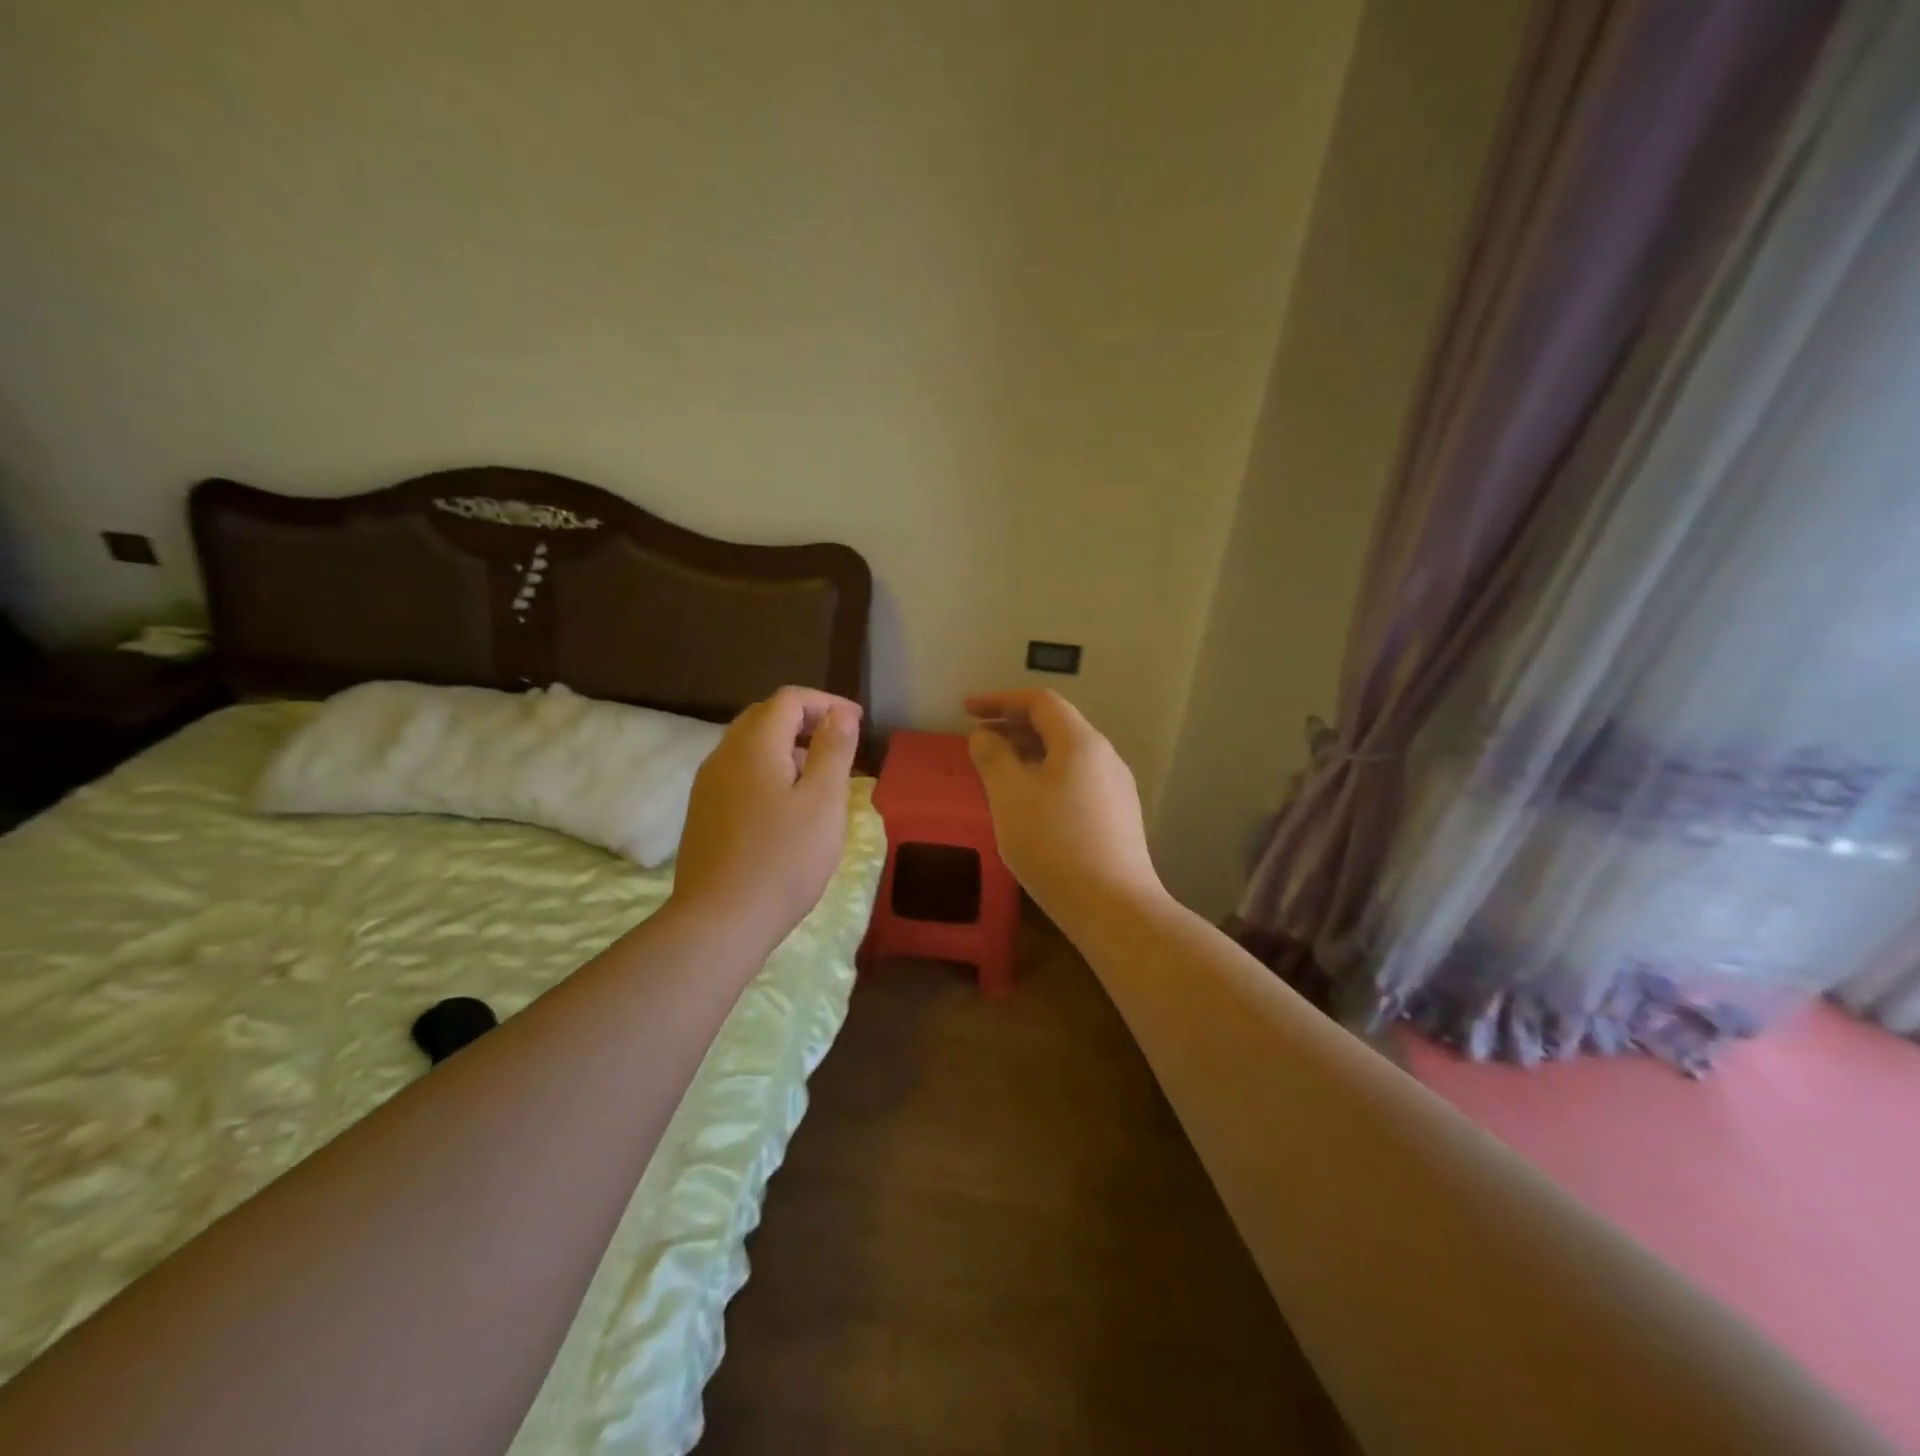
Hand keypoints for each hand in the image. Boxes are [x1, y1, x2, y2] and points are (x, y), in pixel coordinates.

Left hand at [670, 686, 861, 951]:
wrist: (720, 920)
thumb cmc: (783, 858)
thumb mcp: (823, 801)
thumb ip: (833, 750)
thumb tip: (840, 713)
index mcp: (754, 745)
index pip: (789, 699)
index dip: (826, 703)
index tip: (857, 723)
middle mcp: (724, 755)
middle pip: (764, 717)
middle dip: (804, 720)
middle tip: (839, 742)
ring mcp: (708, 786)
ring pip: (749, 746)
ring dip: (786, 746)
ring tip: (818, 775)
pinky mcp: (704, 814)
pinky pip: (739, 773)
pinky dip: (767, 770)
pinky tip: (786, 805)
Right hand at [963, 689, 1162, 920]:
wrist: (1113, 907)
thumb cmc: (1054, 844)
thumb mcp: (1010, 796)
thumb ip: (993, 757)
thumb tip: (984, 735)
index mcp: (1081, 742)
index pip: (1039, 702)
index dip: (1000, 700)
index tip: (967, 710)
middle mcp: (1105, 756)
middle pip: (1056, 726)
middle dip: (1013, 726)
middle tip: (977, 740)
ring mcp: (1116, 788)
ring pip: (1066, 755)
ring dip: (1029, 753)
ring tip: (998, 771)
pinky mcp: (1118, 816)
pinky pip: (1076, 780)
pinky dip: (1046, 776)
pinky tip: (1028, 804)